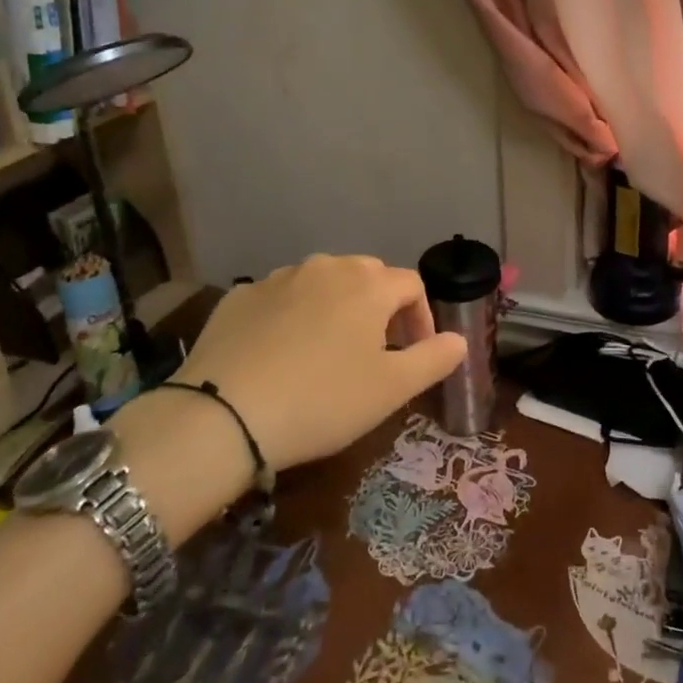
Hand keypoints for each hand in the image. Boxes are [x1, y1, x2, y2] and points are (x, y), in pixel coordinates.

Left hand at [168, 254, 465, 473]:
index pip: (411, 285)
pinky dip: (292, 317)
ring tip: (327, 353)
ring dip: (336, 310)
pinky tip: (281, 355)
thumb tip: (459, 340)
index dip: (421, 318)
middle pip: (367, 277)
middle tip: (375, 353)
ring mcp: (278, 278)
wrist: (223, 415)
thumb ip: (434, 359)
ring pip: (322, 284)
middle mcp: (325, 267)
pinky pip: (281, 299)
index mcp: (368, 284)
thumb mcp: (392, 389)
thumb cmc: (323, 400)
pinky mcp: (239, 297)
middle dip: (380, 309)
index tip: (414, 355)